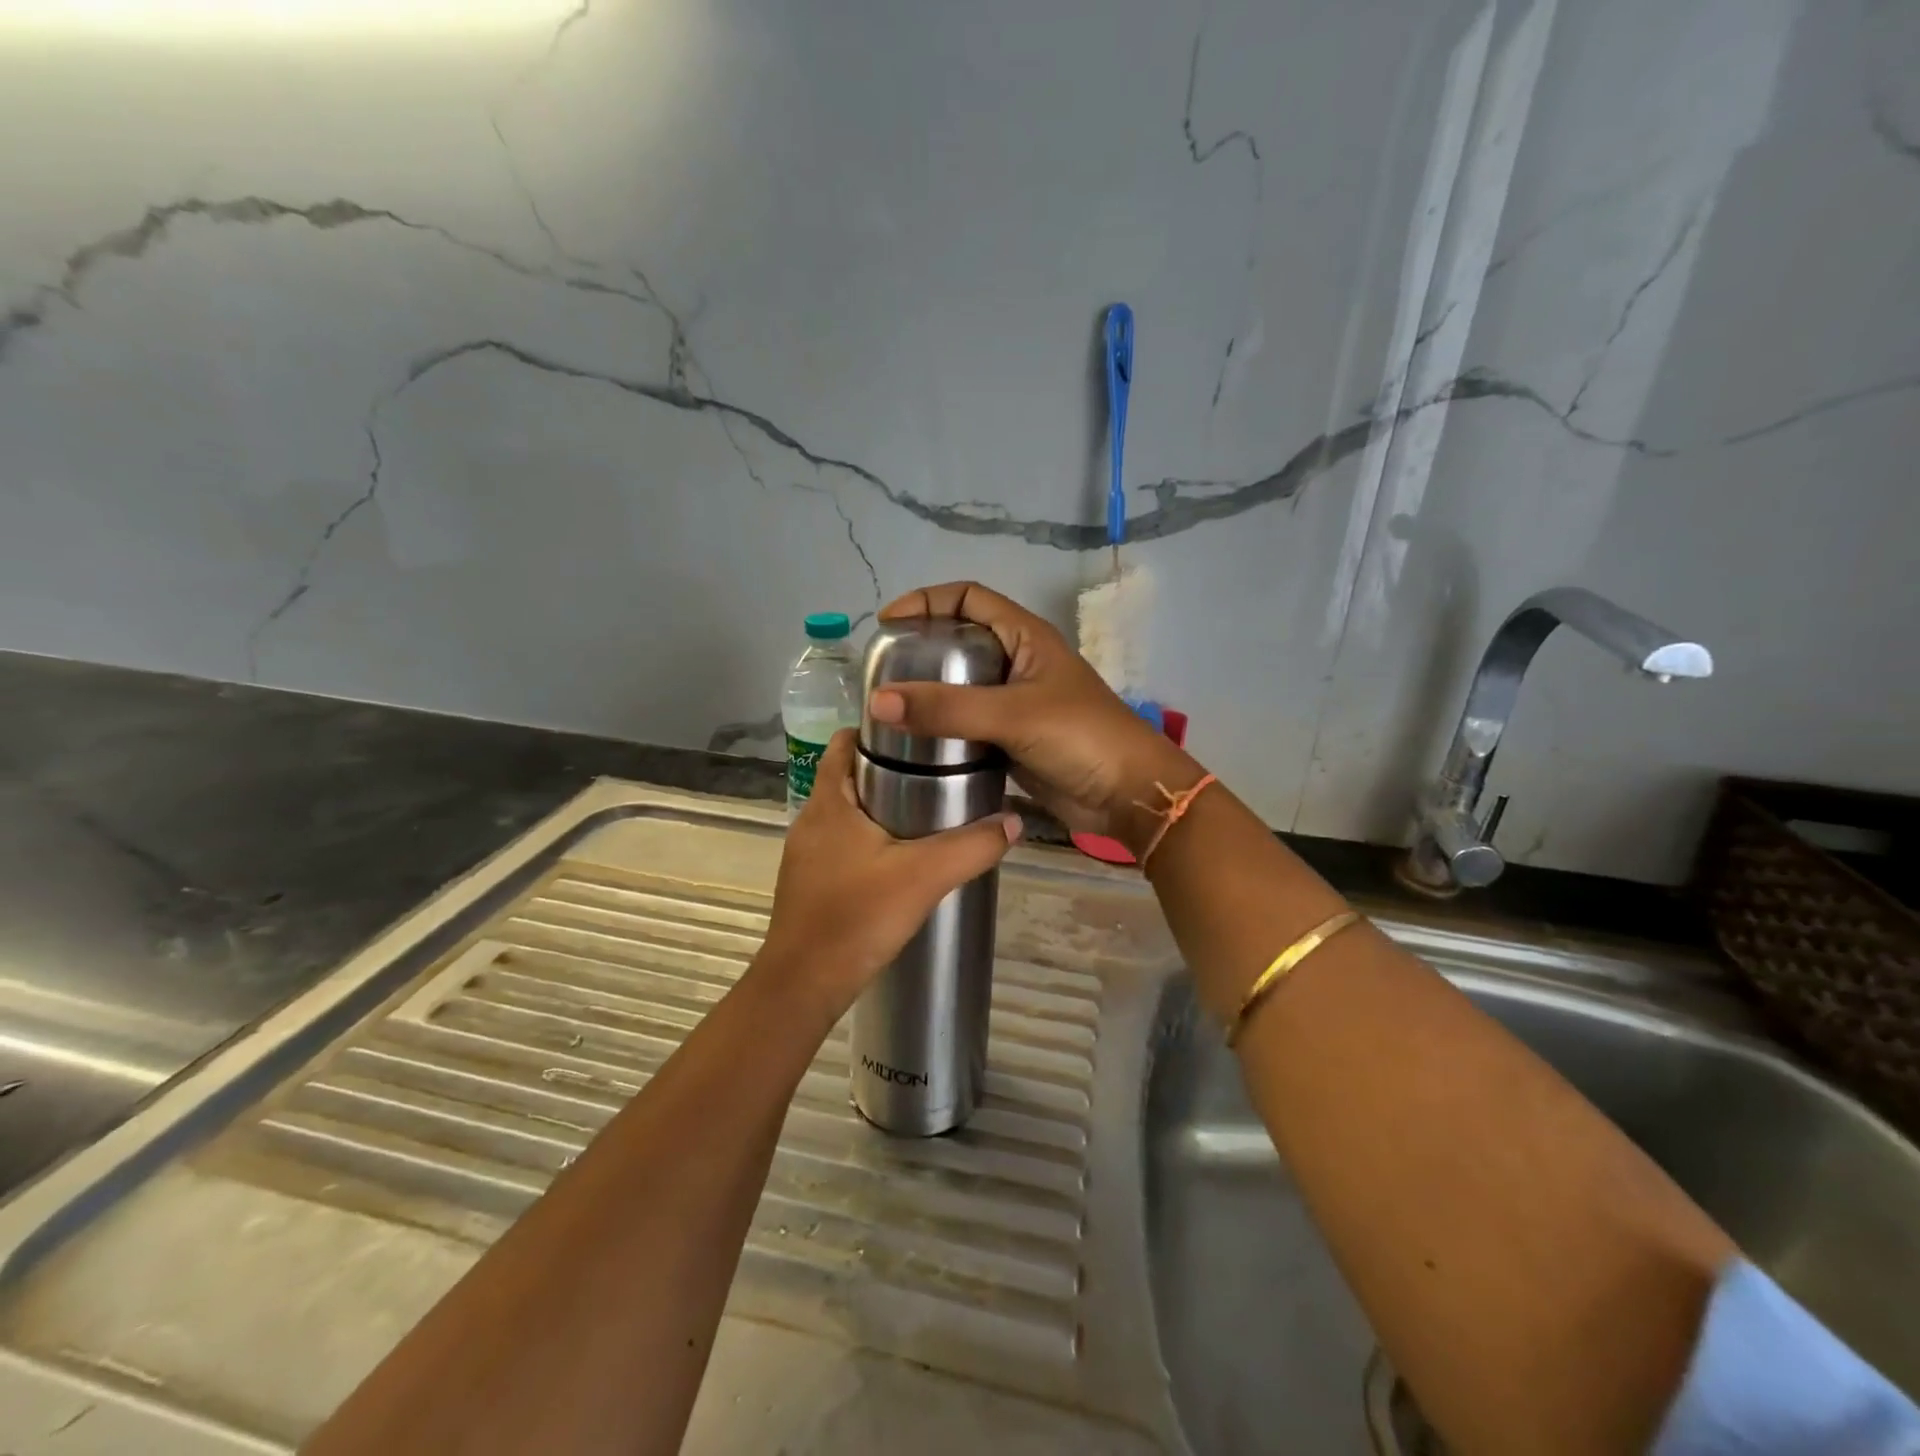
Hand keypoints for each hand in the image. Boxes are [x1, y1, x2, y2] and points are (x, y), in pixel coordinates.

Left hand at [758, 729, 1021, 1019]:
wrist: (804, 986)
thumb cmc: (856, 918)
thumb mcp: (924, 877)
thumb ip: (971, 847)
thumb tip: (1014, 821)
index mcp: (829, 803)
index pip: (844, 743)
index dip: (877, 731)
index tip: (919, 734)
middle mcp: (811, 821)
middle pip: (849, 777)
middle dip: (889, 770)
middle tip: (938, 773)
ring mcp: (806, 855)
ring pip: (847, 814)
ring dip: (881, 808)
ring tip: (929, 813)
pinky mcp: (811, 883)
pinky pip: (843, 845)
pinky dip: (870, 841)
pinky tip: (902, 861)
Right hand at [868, 582, 1198, 851]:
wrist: (1128, 795)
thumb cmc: (1080, 737)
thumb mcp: (1013, 714)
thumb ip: (947, 708)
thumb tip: (877, 700)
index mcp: (1026, 637)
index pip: (969, 598)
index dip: (927, 601)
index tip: (887, 623)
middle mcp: (1019, 662)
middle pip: (961, 641)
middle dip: (922, 649)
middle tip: (881, 670)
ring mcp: (1016, 703)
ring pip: (962, 687)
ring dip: (930, 694)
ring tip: (888, 707)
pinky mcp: (1013, 740)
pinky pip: (969, 725)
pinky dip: (944, 729)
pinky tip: (915, 743)